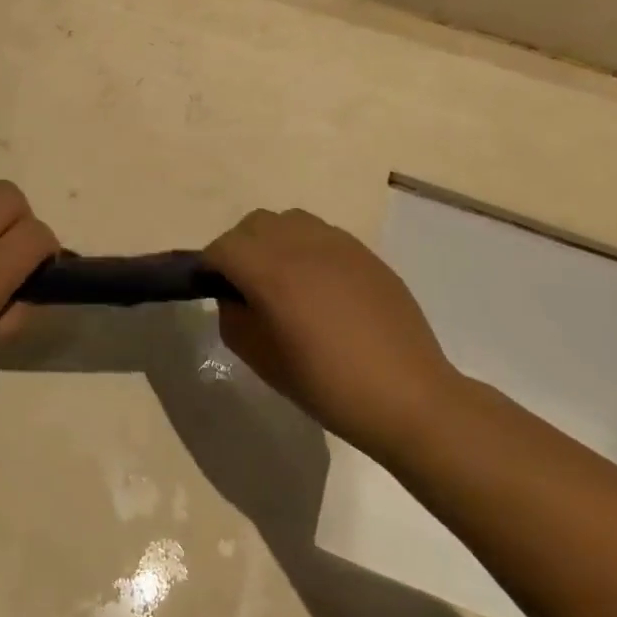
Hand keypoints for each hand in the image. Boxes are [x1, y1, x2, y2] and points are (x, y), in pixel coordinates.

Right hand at [205, 208, 461, 455]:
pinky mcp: (365, 253)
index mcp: (271, 272)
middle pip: (254, 224)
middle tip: (244, 285)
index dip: (209, 267)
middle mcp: (302, 246)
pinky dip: (306, 248)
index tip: (211, 290)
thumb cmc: (326, 385)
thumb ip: (233, 318)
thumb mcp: (261, 360)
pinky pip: (322, 234)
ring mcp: (338, 245)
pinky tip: (318, 285)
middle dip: (239, 248)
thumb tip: (233, 296)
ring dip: (273, 241)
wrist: (407, 396)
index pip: (223, 248)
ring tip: (282, 278)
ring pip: (289, 220)